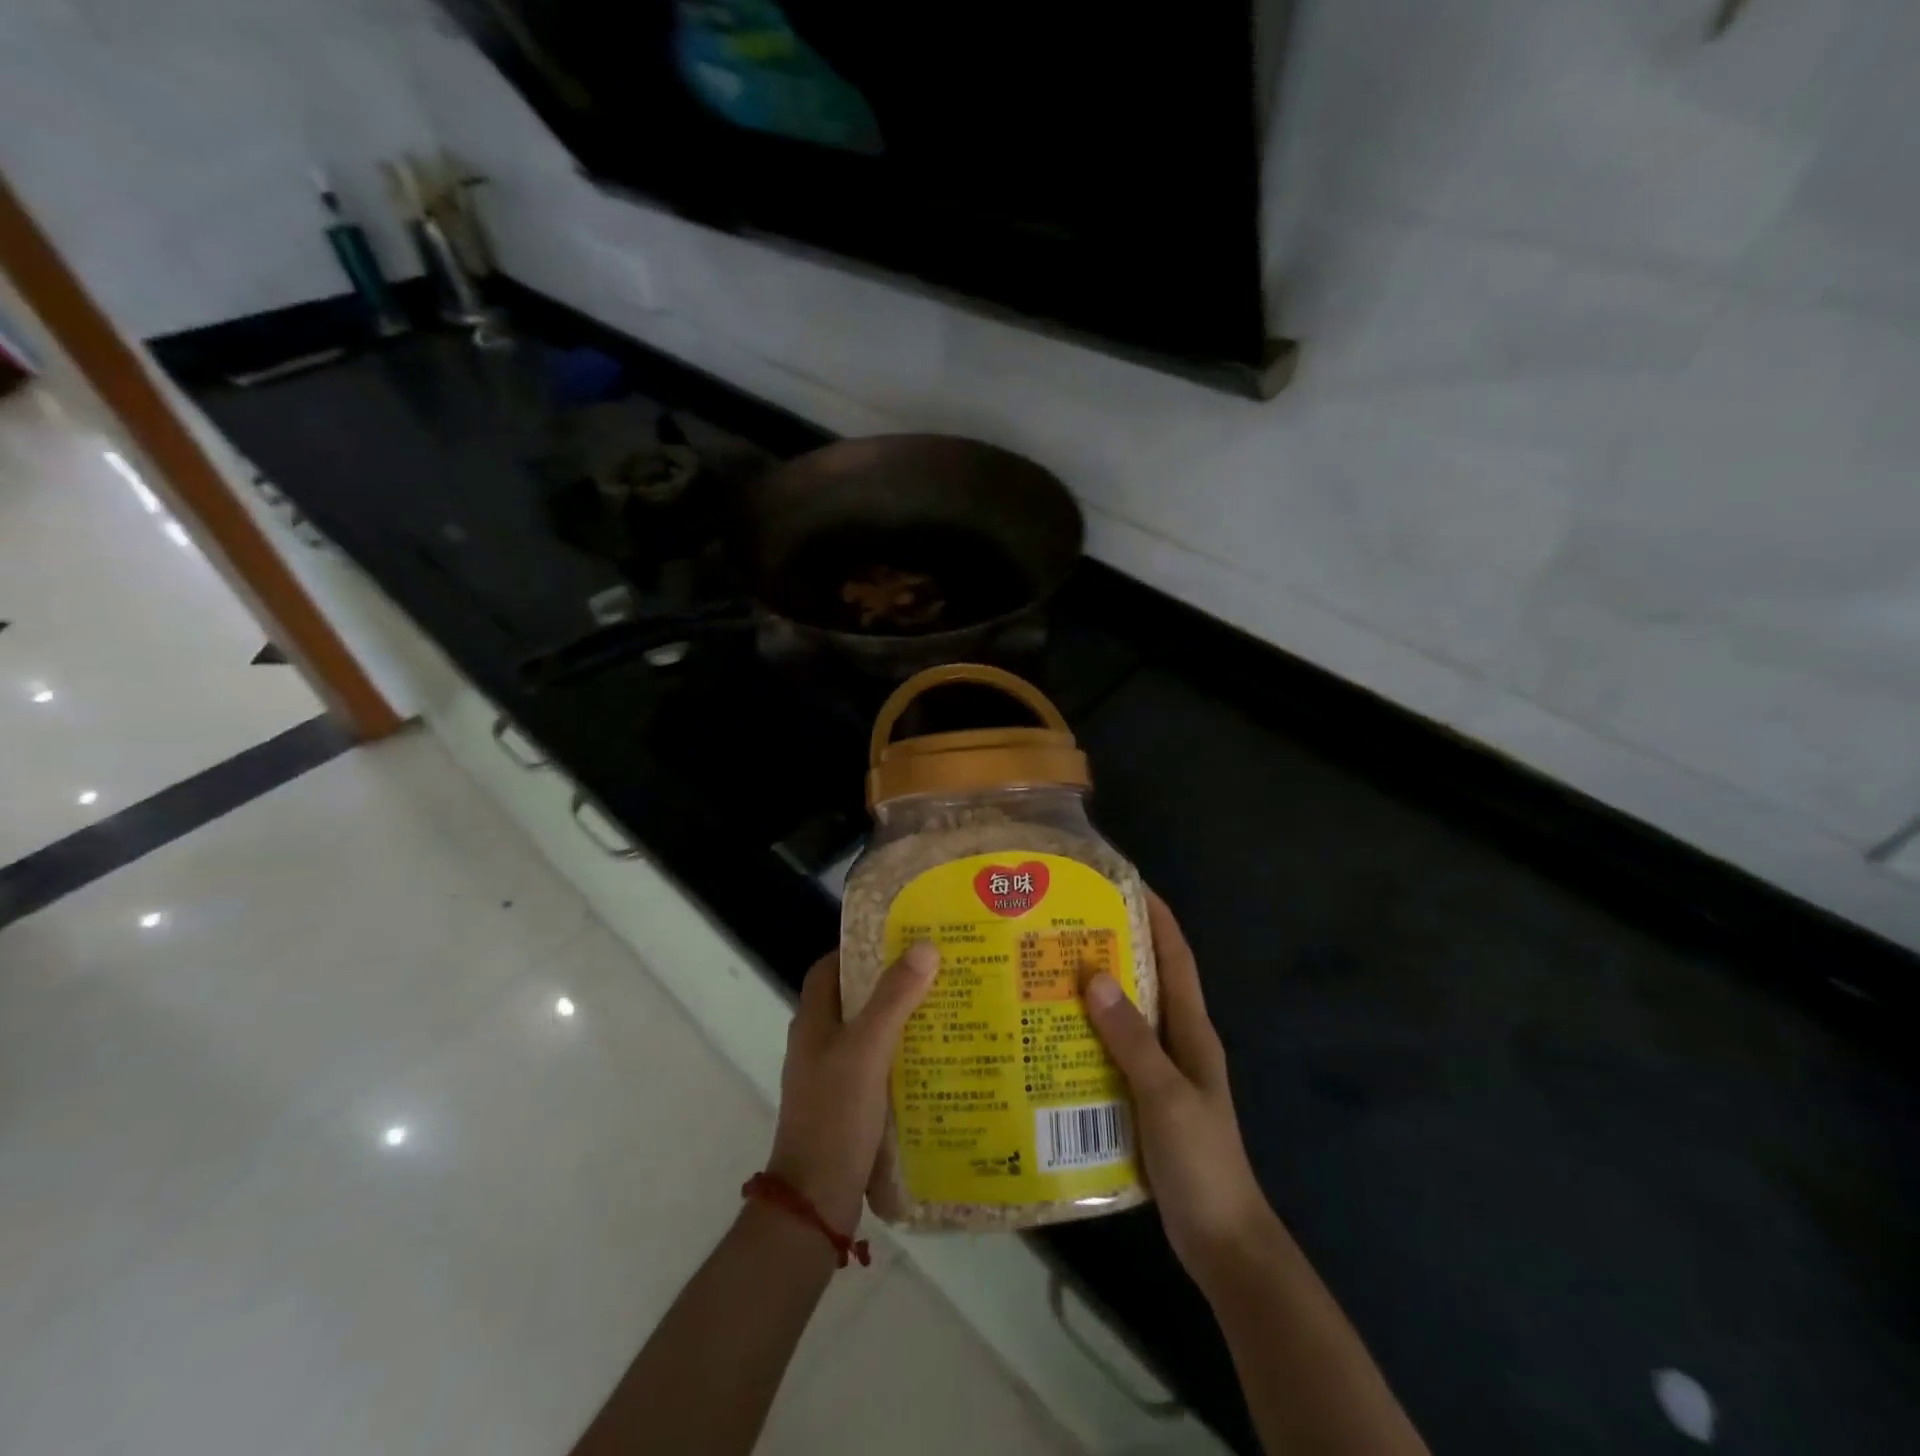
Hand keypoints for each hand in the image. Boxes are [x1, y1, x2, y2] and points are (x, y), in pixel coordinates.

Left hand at [766, 943, 939, 1231]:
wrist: (815, 1201)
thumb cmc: (835, 1114)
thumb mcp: (867, 1049)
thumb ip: (894, 998)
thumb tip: (924, 946)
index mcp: (813, 1021)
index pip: (830, 968)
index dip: (860, 949)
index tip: (901, 939)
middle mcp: (819, 1042)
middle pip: (855, 998)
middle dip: (892, 982)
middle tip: (937, 971)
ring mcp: (833, 1075)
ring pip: (870, 1032)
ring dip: (902, 1019)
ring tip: (947, 1008)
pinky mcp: (850, 1104)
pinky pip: (879, 1065)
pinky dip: (903, 1055)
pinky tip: (937, 1058)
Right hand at [1084, 892, 1279, 1293]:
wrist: (1222, 1241)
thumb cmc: (1201, 1161)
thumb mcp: (1165, 1095)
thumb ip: (1131, 1038)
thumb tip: (1093, 974)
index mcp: (1191, 1030)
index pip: (1176, 956)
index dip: (1156, 915)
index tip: (1124, 881)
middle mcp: (1177, 1041)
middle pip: (1147, 978)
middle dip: (1114, 945)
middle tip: (1064, 922)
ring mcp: (1160, 1071)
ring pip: (1126, 1016)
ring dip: (1095, 991)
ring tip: (1046, 969)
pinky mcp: (1142, 1099)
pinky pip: (1112, 1053)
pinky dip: (1087, 1036)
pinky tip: (1050, 1037)